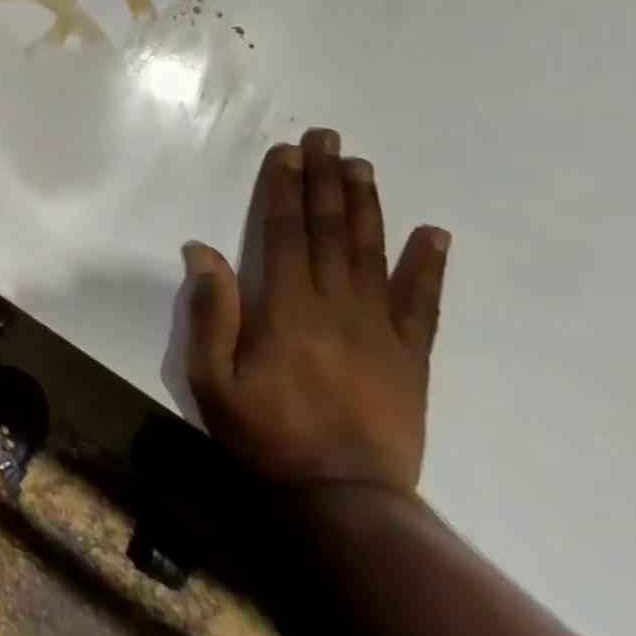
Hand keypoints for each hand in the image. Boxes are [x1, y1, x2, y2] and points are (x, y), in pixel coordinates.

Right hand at [184, 128, 449, 493]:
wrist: (346, 498)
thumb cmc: (264, 433)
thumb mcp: (212, 377)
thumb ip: (211, 311)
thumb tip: (202, 250)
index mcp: (286, 308)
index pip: (286, 233)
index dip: (284, 189)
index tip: (286, 153)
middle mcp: (337, 307)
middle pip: (331, 231)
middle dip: (325, 180)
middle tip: (326, 137)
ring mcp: (381, 330)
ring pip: (373, 254)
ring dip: (366, 205)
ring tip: (361, 165)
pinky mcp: (411, 356)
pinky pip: (423, 303)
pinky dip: (429, 266)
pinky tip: (433, 233)